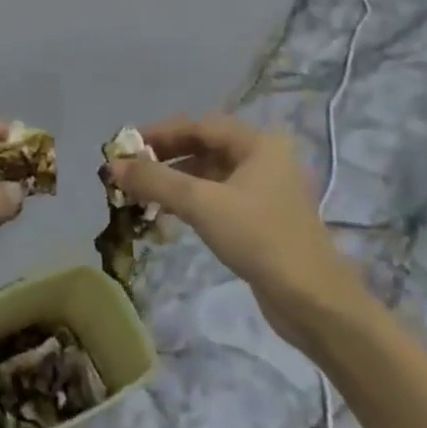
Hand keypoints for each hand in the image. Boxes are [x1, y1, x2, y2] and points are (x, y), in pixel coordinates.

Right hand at [105, 114, 373, 351]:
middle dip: (164, 157)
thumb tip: (112, 167)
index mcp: (258, 143)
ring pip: (208, 173)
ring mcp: (264, 189)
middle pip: (203, 146)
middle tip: (128, 170)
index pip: (197, 125)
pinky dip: (189, 200)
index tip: (124, 146)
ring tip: (140, 193)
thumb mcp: (201, 204)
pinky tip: (166, 212)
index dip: (158, 134)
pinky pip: (216, 196)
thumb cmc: (259, 238)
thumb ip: (154, 180)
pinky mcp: (261, 218)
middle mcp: (263, 158)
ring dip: (174, 180)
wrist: (313, 302)